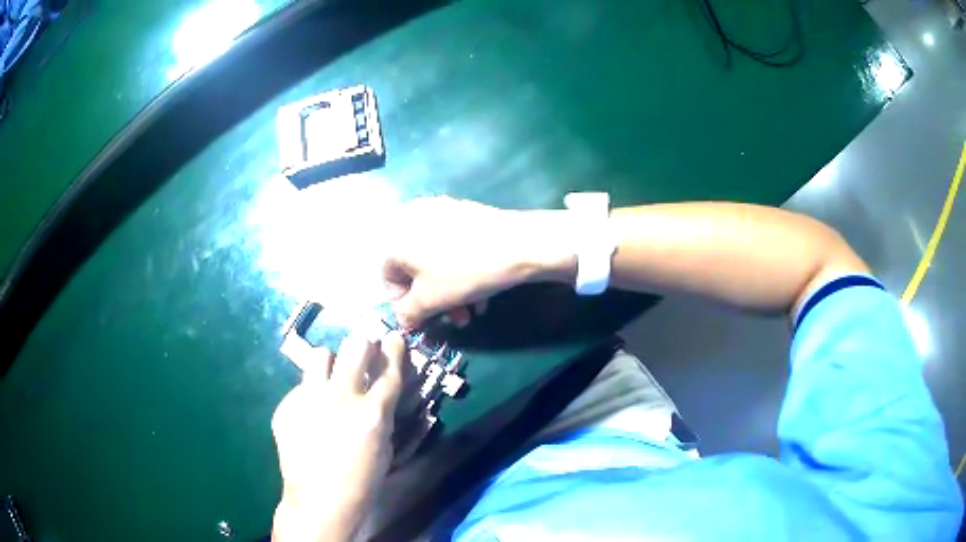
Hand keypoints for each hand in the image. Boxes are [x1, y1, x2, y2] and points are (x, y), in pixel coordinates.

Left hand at [271, 333, 406, 541]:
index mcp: (372, 412)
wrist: (319, 503)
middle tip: (362, 356)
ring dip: (331, 364)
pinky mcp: (286, 407)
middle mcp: (341, 397)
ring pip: (321, 355)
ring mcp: (309, 399)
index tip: (394, 337)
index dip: (395, 348)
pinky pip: (300, 387)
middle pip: (356, 346)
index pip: (389, 367)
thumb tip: (380, 389)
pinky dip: (308, 395)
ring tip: (330, 380)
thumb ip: (382, 412)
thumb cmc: (361, 481)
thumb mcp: (384, 447)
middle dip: (363, 346)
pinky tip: (308, 416)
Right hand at [382, 197, 575, 327]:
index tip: (427, 319)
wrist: (518, 242)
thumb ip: (408, 313)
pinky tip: (481, 288)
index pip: (388, 278)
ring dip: (450, 289)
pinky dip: (460, 268)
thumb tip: (405, 318)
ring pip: (435, 259)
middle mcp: (409, 218)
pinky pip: (450, 245)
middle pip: (414, 269)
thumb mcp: (431, 301)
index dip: (405, 304)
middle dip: (434, 300)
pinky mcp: (461, 210)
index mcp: (394, 238)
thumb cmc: (465, 272)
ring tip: (473, 308)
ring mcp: (437, 210)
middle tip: (456, 319)